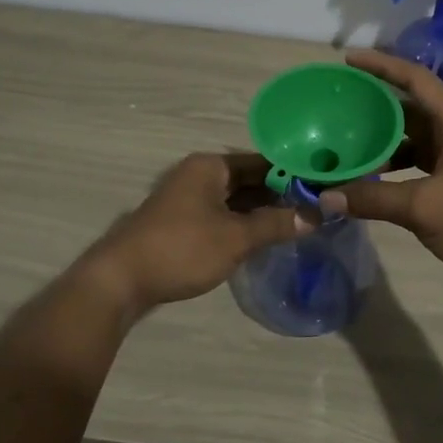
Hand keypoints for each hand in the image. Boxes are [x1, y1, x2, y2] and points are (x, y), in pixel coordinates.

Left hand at [82, 152, 309, 315]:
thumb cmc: (182, 249)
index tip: (322, 187)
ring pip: (236, 200)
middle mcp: (199, 175)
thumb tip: (316, 215)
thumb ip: (276, 224)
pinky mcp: (182, 224)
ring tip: (299, 225)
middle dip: (280, 195)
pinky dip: (243, 224)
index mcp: (210, 166)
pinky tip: (265, 239)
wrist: (121, 280)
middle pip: (249, 180)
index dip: (293, 173)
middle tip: (317, 209)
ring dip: (262, 212)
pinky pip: (222, 216)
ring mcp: (188, 199)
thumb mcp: (236, 237)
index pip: (263, 161)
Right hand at [319, 50, 442, 301]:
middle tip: (336, 105)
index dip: (381, 65)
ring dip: (382, 138)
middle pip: (410, 105)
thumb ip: (373, 199)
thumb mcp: (423, 208)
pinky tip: (370, 177)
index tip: (348, 60)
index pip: (415, 79)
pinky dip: (394, 164)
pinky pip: (419, 159)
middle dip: (374, 103)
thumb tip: (325, 196)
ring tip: (345, 141)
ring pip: (413, 135)